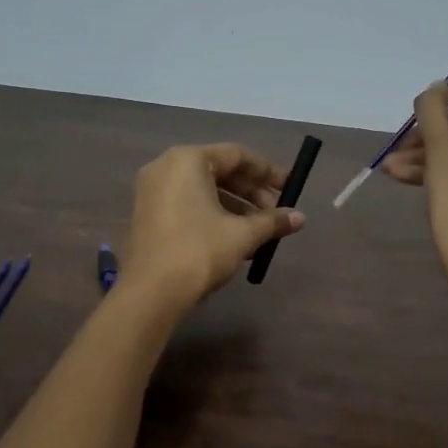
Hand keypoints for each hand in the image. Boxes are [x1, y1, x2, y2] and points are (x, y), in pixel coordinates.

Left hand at [118, 144, 305, 312]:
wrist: (151, 292)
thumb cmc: (199, 251)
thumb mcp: (242, 235)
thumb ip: (272, 221)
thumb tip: (301, 218)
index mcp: (188, 160)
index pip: (237, 155)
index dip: (268, 172)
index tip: (290, 188)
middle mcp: (165, 167)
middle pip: (219, 170)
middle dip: (251, 192)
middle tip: (276, 213)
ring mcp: (152, 191)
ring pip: (203, 190)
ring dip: (235, 207)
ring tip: (259, 232)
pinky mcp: (146, 214)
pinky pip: (187, 204)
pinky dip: (212, 215)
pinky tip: (234, 240)